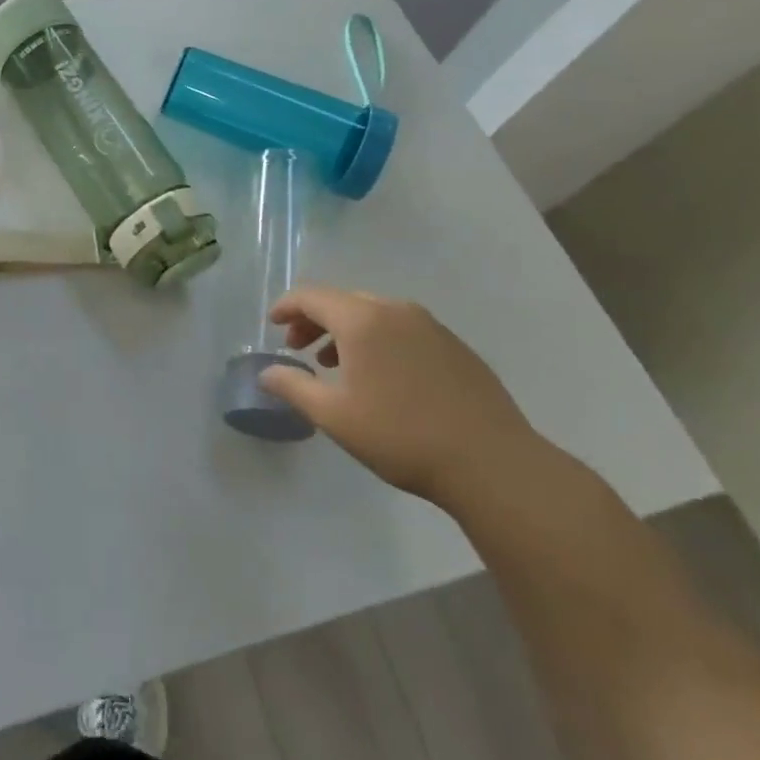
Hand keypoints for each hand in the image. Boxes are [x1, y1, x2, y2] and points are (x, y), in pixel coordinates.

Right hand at [258, 288, 541, 507]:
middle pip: (342, 302)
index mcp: (362, 320)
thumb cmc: (402, 436)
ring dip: (346, 331)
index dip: (287, 306)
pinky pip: (402, 329)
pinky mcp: (455, 346)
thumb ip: (294, 387)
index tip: (272, 324)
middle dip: (315, 320)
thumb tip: (266, 372)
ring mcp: (430, 326)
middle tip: (299, 348)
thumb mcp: (334, 416)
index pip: (312, 297)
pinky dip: (378, 340)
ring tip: (335, 365)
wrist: (493, 463)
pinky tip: (382, 376)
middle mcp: (395, 311)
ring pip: (374, 314)